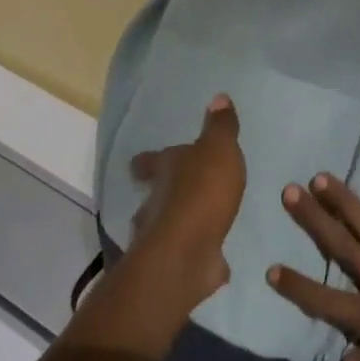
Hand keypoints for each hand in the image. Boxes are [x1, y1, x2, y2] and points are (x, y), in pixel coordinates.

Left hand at [125, 93, 245, 311]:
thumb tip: (219, 97)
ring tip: (196, 225)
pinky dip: (195, 251)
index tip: (139, 164)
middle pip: (154, 194)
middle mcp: (157, 200)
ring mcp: (162, 235)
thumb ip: (220, 127)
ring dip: (176, 224)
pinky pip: (186, 252)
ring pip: (164, 225)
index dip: (147, 161)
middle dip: (161, 194)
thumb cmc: (202, 192)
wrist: (188, 252)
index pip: (151, 161)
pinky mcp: (176, 263)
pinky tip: (210, 255)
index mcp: (166, 169)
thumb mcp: (218, 150)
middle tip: (172, 194)